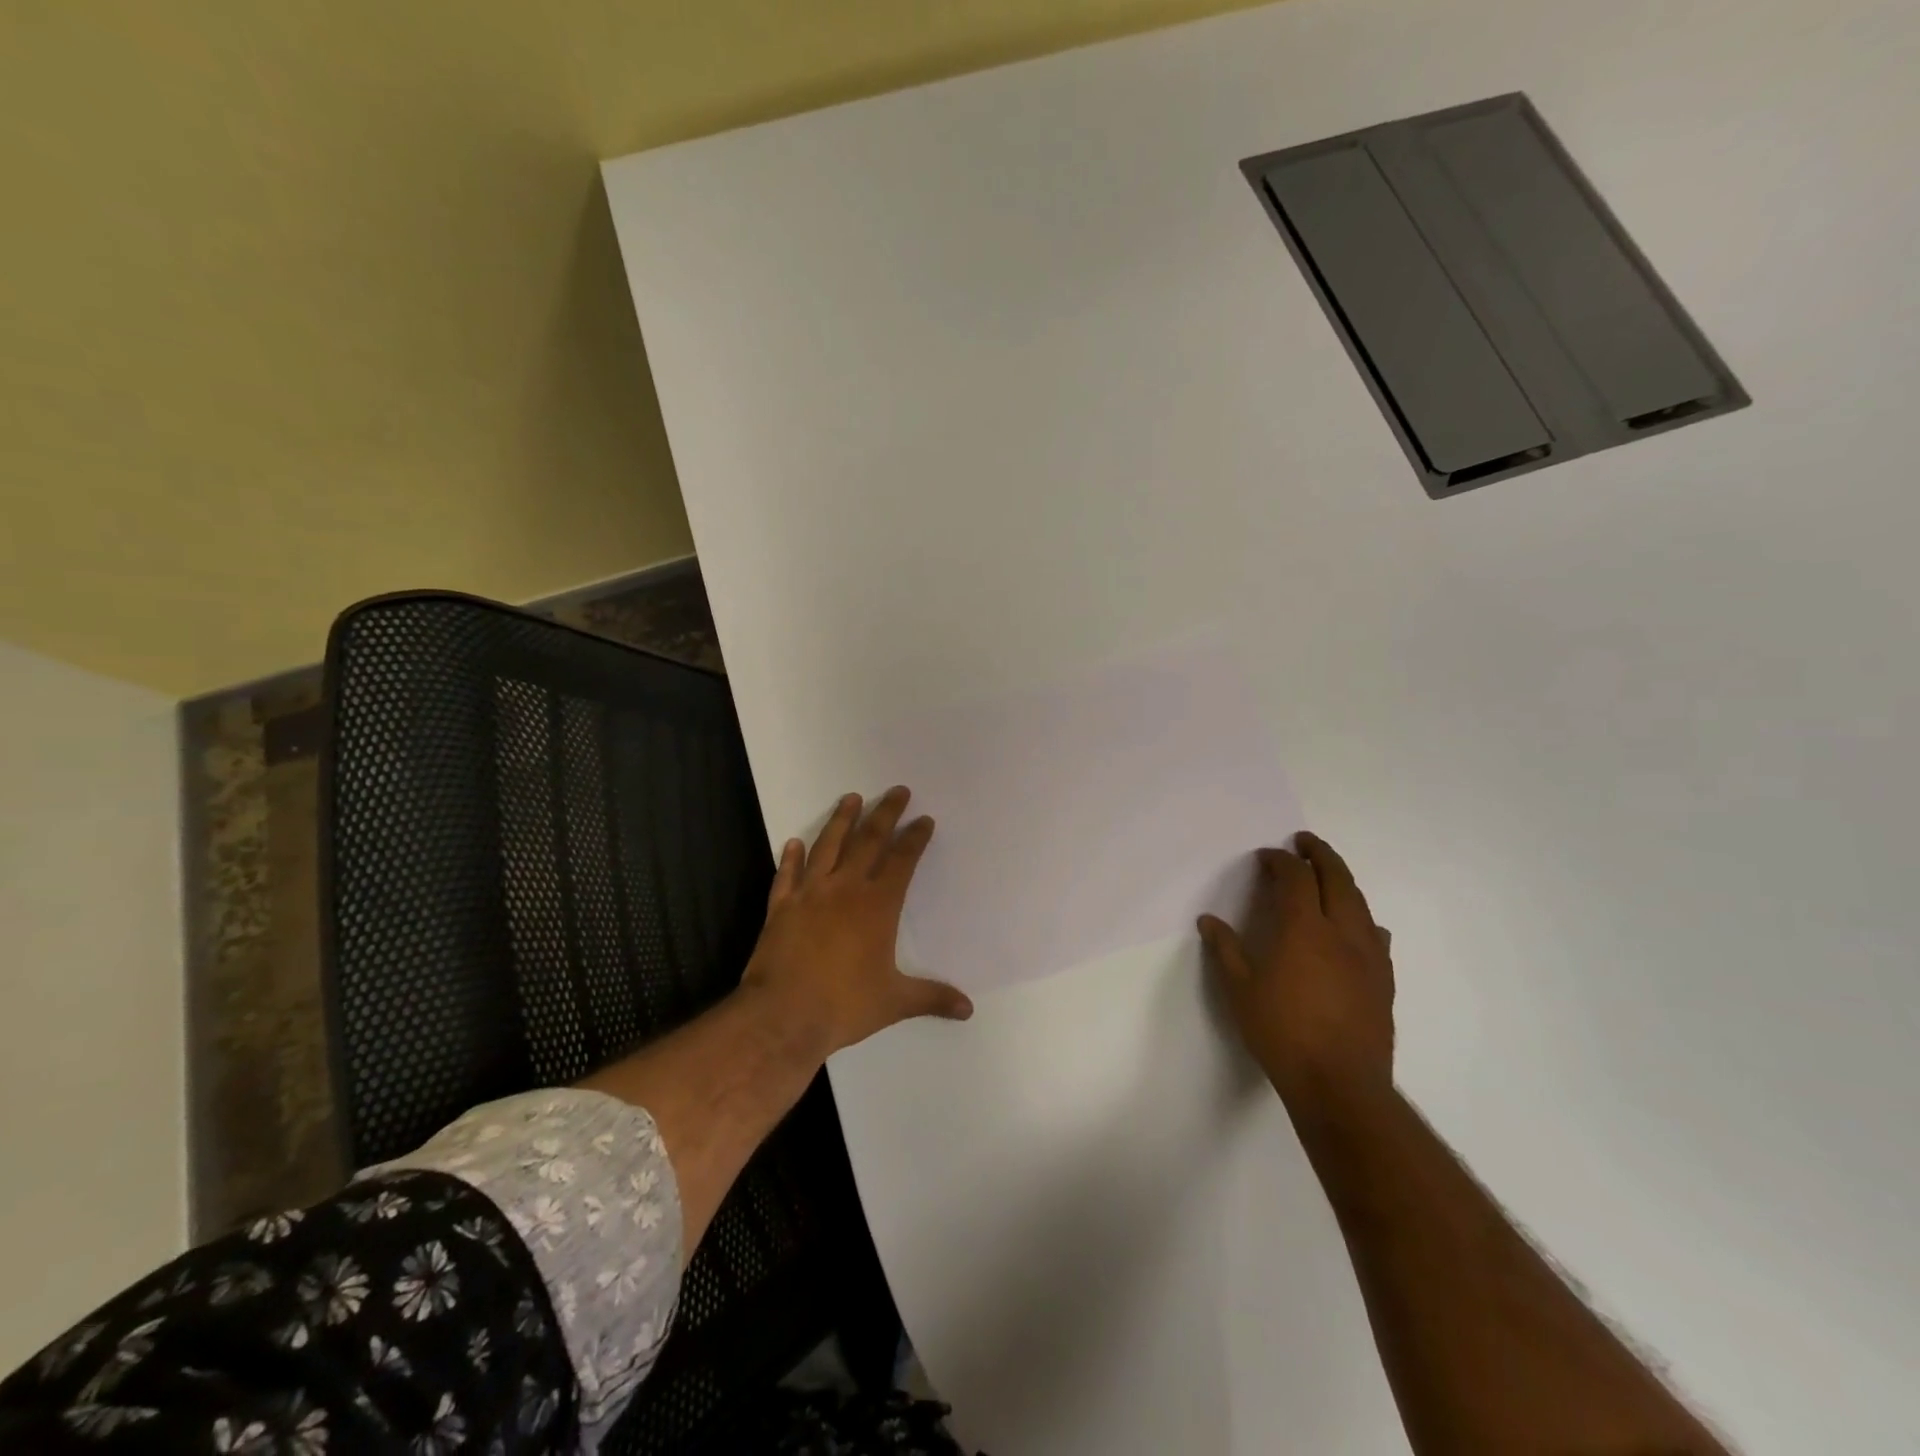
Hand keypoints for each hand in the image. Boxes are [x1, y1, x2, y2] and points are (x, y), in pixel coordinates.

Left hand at [740, 787, 972, 1058]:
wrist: (782, 1016)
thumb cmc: (843, 1005)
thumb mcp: (895, 1002)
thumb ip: (932, 998)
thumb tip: (968, 1009)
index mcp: (877, 905)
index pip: (902, 860)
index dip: (915, 838)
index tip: (924, 820)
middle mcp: (845, 889)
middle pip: (868, 840)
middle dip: (885, 813)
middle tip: (897, 791)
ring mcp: (809, 894)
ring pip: (827, 846)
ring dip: (841, 820)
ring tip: (851, 798)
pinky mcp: (781, 907)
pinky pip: (787, 874)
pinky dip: (790, 857)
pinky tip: (793, 843)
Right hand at [1198, 833, 1393, 1112]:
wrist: (1339, 1084)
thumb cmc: (1282, 1033)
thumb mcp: (1239, 990)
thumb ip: (1226, 950)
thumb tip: (1208, 920)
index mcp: (1304, 929)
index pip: (1296, 878)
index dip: (1280, 861)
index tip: (1266, 857)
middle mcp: (1342, 933)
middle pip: (1337, 878)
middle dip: (1320, 854)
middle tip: (1304, 842)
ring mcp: (1369, 956)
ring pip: (1360, 902)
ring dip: (1342, 880)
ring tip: (1328, 875)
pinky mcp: (1384, 980)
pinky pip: (1375, 933)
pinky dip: (1361, 916)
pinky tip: (1356, 927)